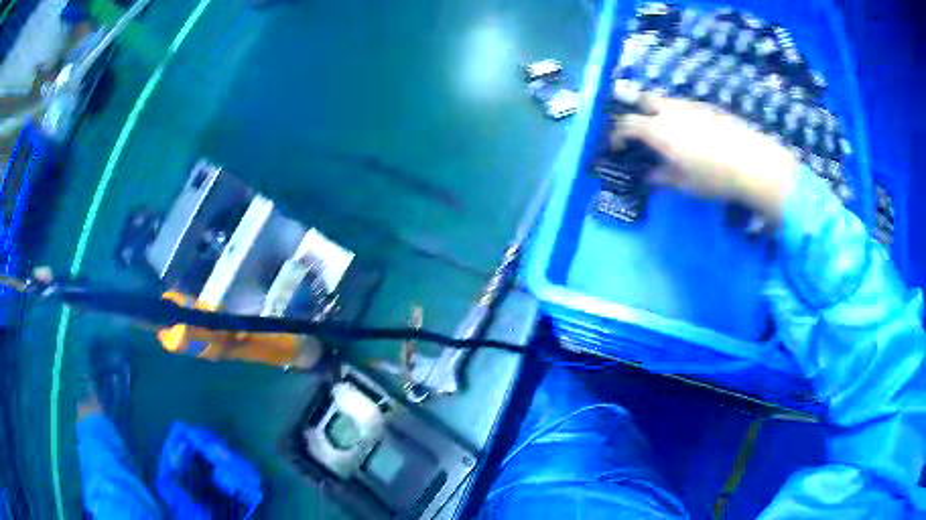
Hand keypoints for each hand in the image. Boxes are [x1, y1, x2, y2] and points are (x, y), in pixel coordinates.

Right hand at [611, 94, 798, 222]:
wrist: (753, 163)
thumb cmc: (714, 177)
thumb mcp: (684, 184)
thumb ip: (662, 177)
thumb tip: (649, 176)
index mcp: (658, 130)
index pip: (626, 124)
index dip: (616, 135)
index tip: (615, 147)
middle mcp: (671, 111)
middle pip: (643, 99)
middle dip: (636, 111)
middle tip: (640, 131)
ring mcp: (691, 105)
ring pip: (666, 100)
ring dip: (659, 112)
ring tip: (667, 133)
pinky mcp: (710, 107)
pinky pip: (686, 106)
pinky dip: (680, 115)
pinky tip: (693, 133)